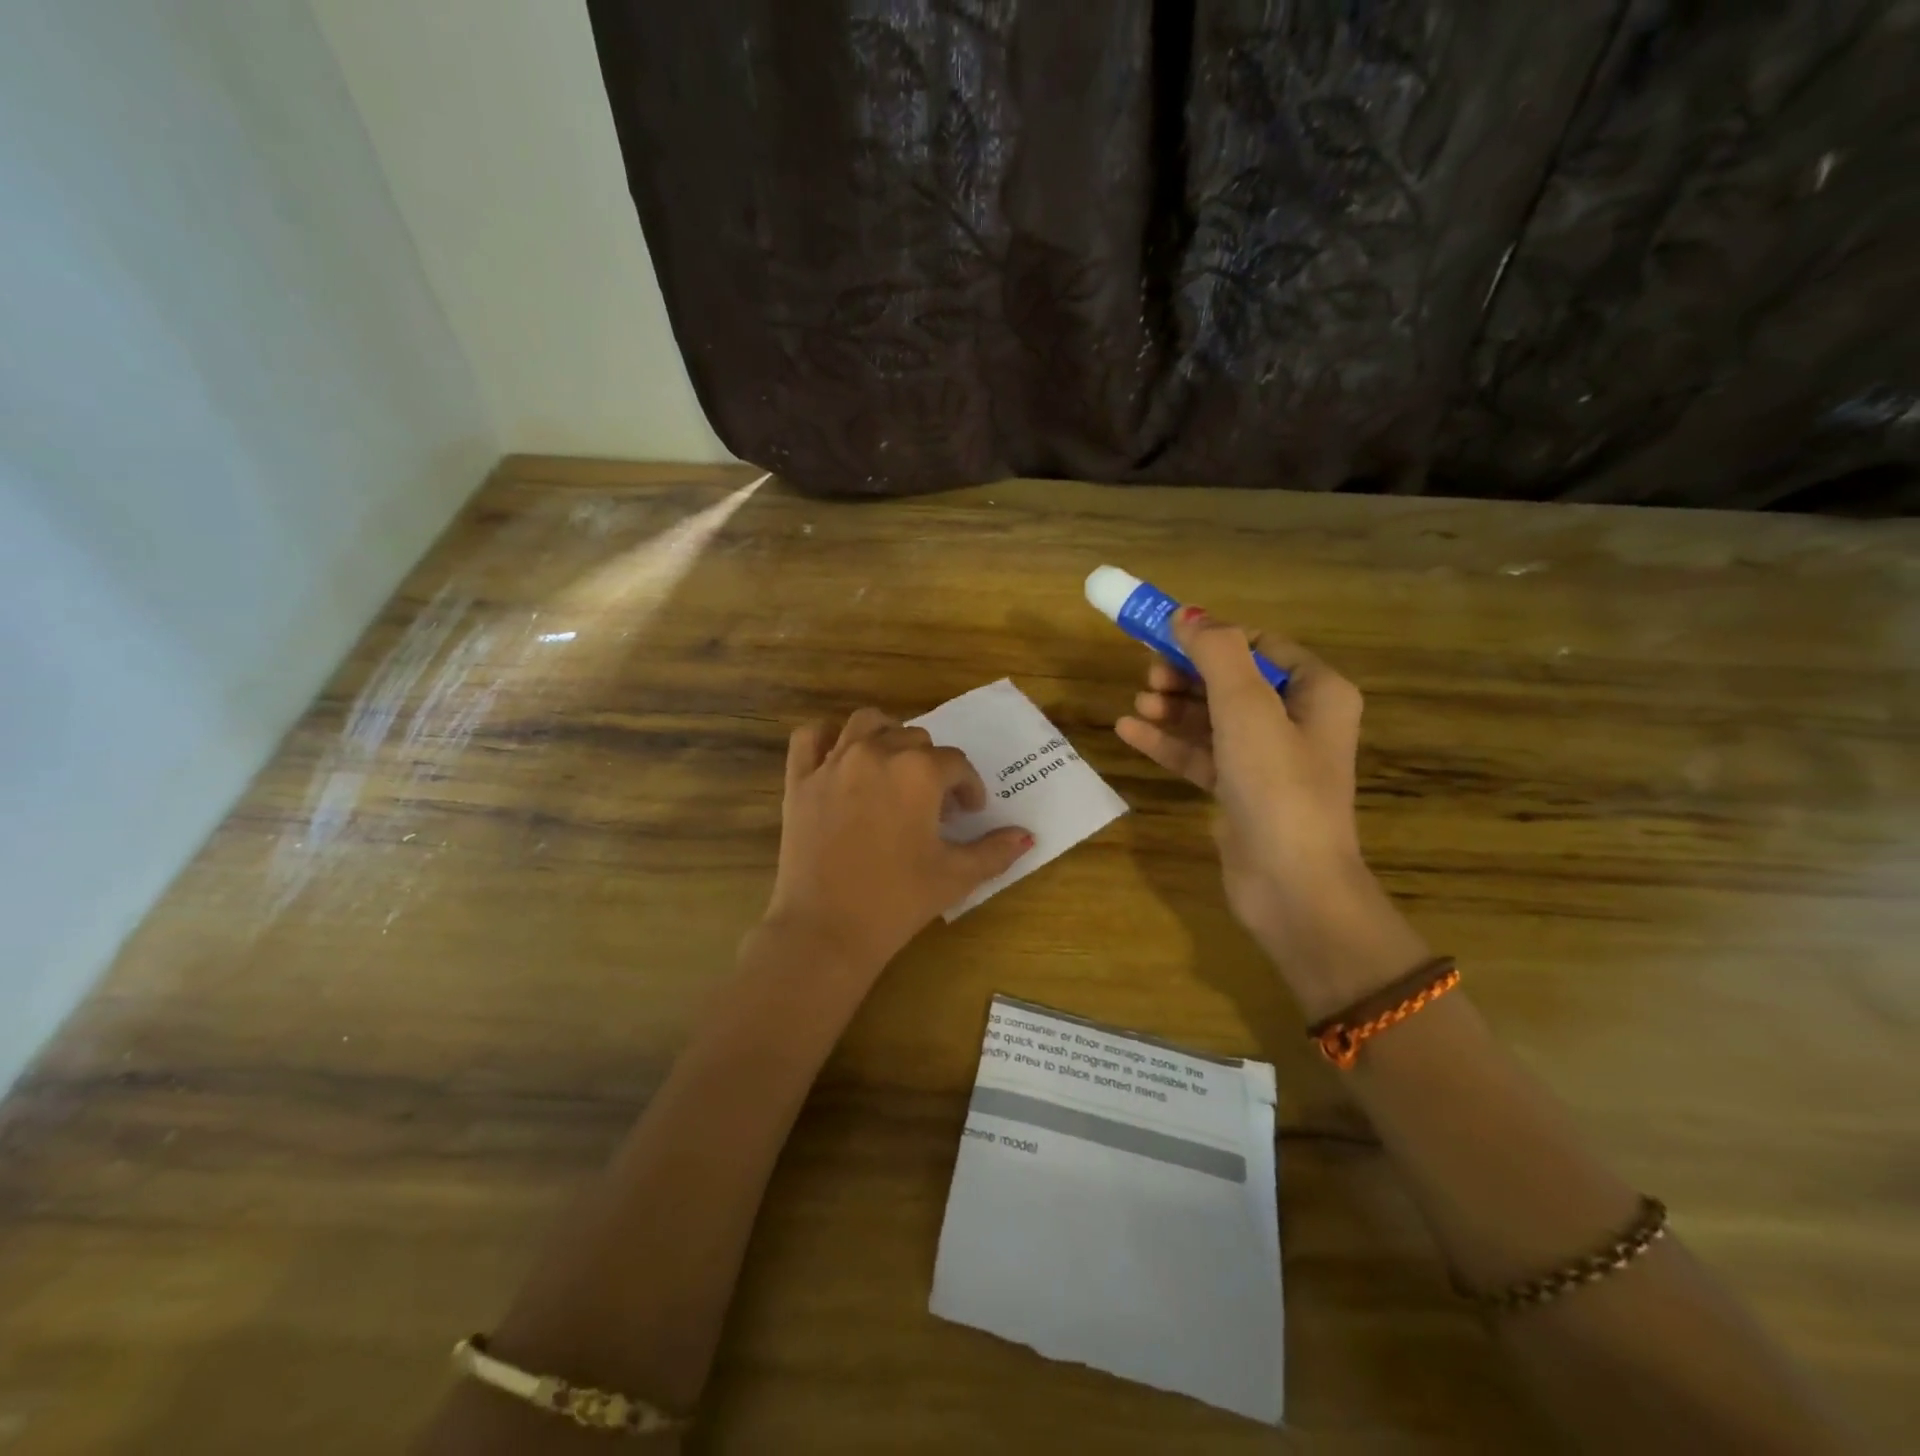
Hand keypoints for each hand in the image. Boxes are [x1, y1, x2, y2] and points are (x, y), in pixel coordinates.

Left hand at [761, 708, 1032, 979]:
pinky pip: (811, 737)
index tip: (969, 813)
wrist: (825, 929)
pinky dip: (827, 738)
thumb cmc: (897, 901)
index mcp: (918, 772)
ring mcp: (833, 763)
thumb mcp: (956, 876)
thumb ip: (995, 851)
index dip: (969, 788)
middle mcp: (876, 753)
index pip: (956, 765)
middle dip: (931, 766)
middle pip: (915, 738)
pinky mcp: (799, 780)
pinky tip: (840, 758)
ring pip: (866, 723)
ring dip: (887, 735)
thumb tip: (1026, 836)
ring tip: (893, 766)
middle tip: (932, 804)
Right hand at [1114, 611, 1428, 1019]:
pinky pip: (1202, 754)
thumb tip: (1186, 614)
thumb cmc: (1277, 784)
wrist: (1290, 884)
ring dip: (1174, 708)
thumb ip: (1216, 652)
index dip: (1212, 638)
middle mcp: (1297, 720)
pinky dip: (1170, 742)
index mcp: (1317, 692)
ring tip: (1138, 705)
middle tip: (1148, 676)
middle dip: (1188, 674)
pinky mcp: (1241, 791)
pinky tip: (1129, 732)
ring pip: (1213, 718)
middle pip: (1232, 680)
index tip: (1165, 637)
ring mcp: (1268, 759)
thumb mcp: (1246, 707)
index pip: (1260, 646)